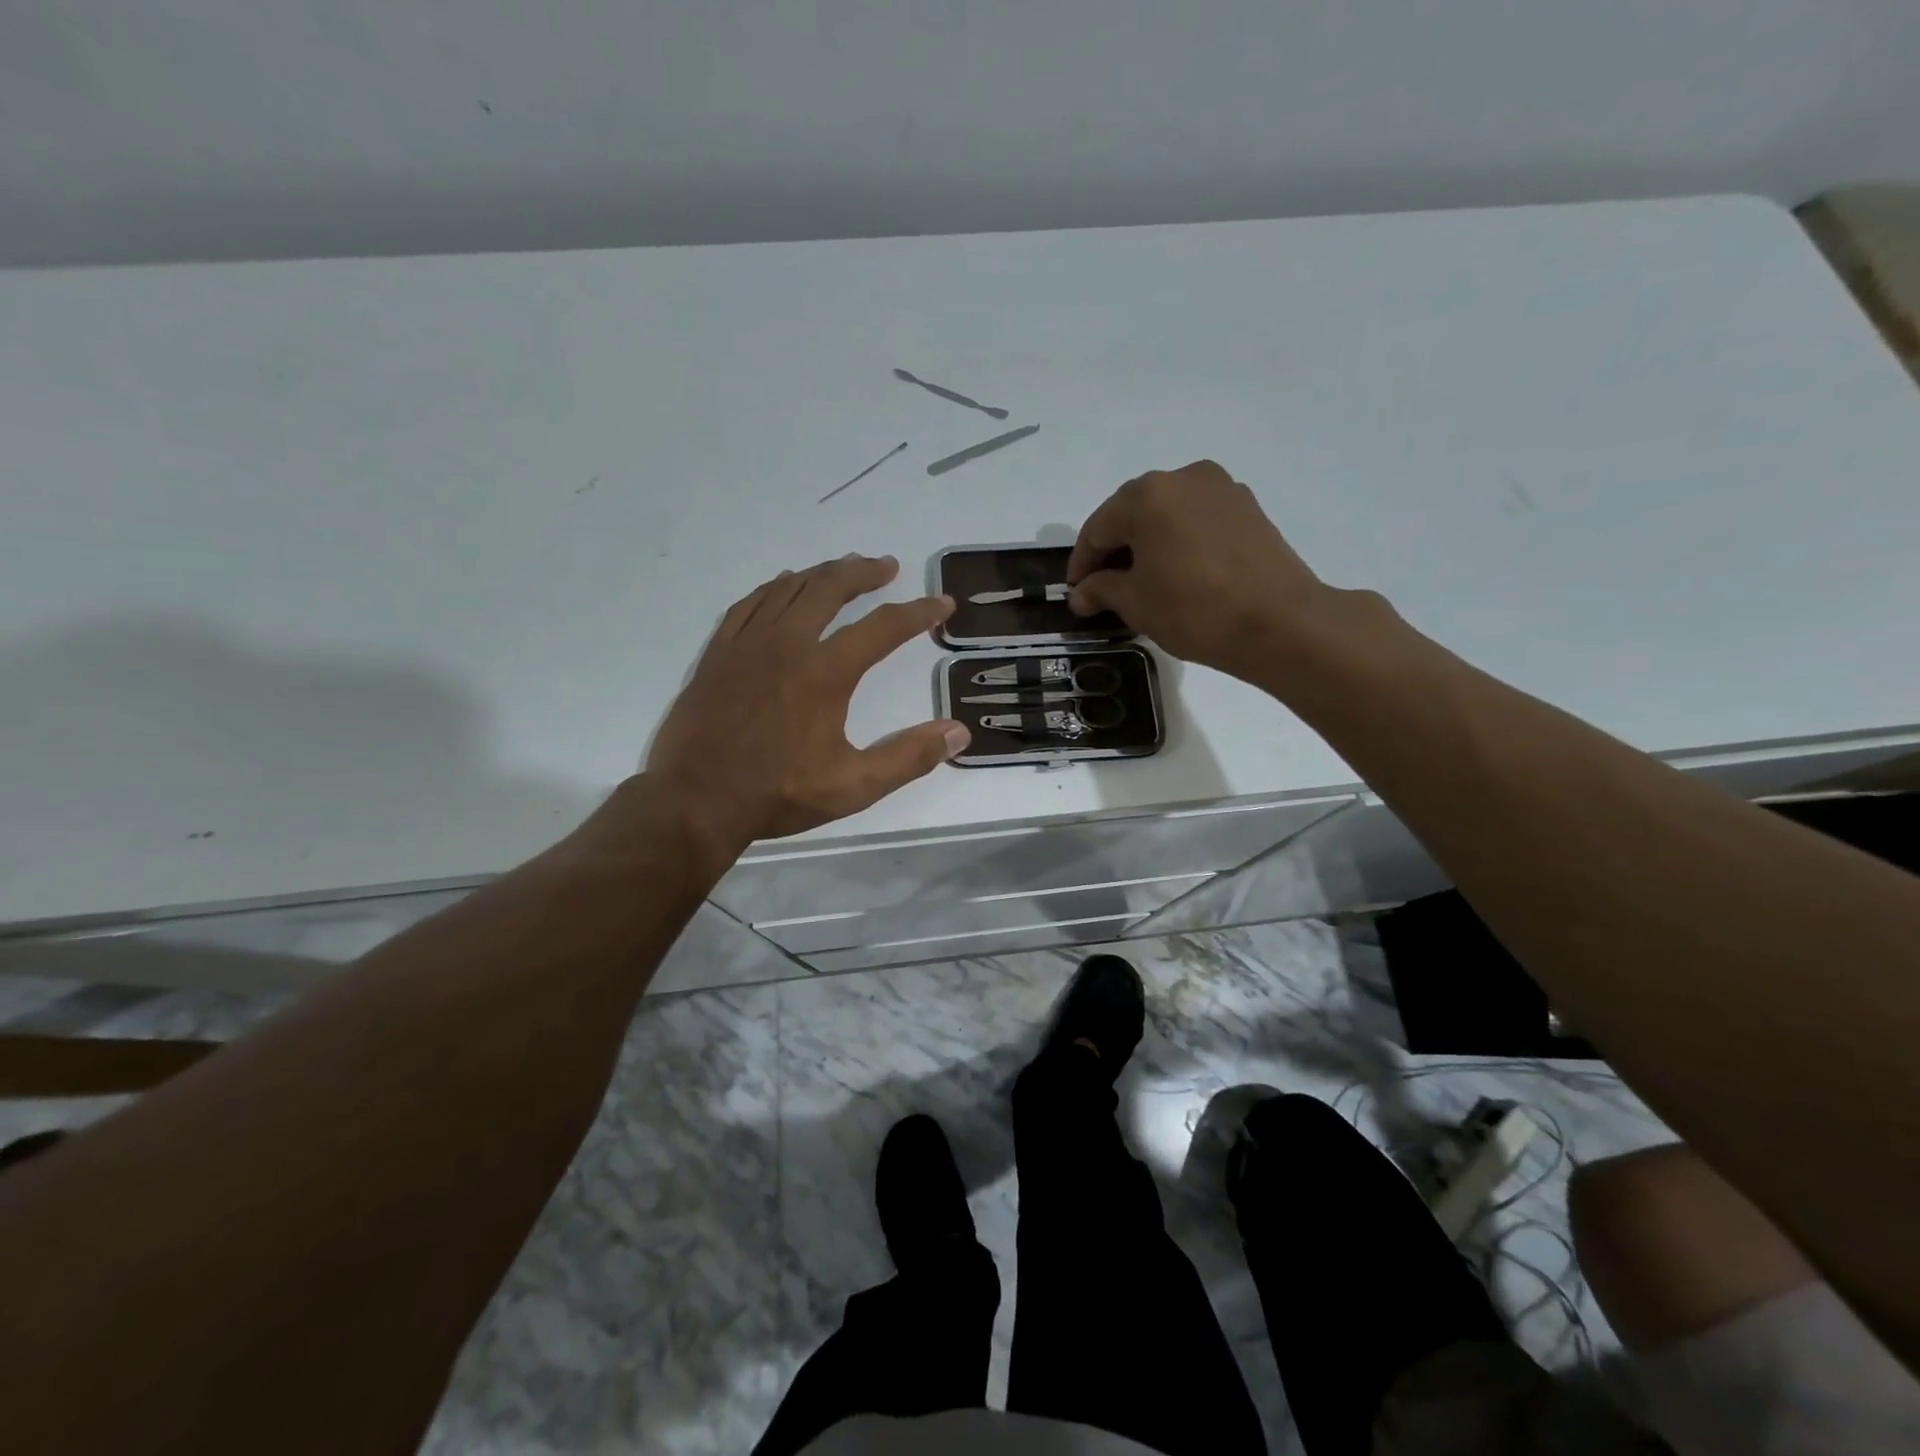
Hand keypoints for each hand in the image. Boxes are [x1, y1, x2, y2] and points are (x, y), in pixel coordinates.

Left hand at [646, 554, 968, 849]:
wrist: (695, 800)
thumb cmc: (778, 794)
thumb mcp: (854, 786)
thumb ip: (908, 757)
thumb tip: (958, 733)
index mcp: (826, 672)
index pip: (883, 627)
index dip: (918, 612)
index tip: (942, 603)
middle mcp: (788, 644)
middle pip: (830, 588)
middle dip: (863, 572)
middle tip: (886, 566)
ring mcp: (748, 644)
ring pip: (789, 588)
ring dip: (822, 573)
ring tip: (843, 569)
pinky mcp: (719, 653)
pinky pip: (750, 603)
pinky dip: (774, 588)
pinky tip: (783, 587)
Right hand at [1066, 460, 1359, 685]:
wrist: (1279, 622)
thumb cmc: (1194, 610)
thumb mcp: (1136, 603)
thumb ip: (1101, 590)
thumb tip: (1081, 593)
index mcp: (1147, 495)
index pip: (1098, 528)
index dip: (1082, 563)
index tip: (1075, 593)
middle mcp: (1183, 478)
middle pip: (1132, 514)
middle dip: (1114, 550)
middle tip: (1103, 588)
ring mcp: (1221, 488)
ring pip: (1167, 515)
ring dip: (1147, 544)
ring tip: (1141, 582)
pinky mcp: (1248, 507)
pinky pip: (1197, 520)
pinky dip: (1179, 541)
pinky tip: (1177, 573)